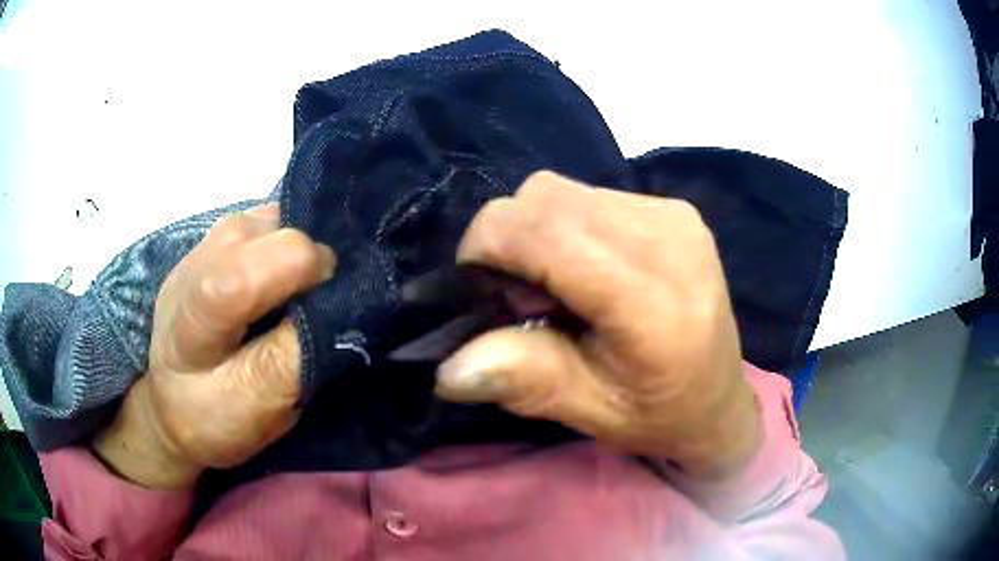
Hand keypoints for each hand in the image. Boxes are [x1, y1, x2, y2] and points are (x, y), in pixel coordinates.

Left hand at [93, 204, 335, 487]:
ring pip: (271, 219)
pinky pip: (263, 225)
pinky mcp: (210, 242)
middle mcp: (197, 260)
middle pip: (272, 230)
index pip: (263, 263)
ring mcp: (202, 244)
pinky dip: (284, 247)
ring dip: (296, 253)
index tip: (333, 301)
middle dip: (308, 261)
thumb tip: (345, 303)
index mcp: (198, 312)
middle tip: (315, 306)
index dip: (309, 271)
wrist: (170, 404)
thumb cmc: (212, 417)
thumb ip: (296, 355)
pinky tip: (278, 280)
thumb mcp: (259, 405)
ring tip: (295, 295)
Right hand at [436, 172, 758, 478]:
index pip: (542, 230)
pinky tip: (588, 269)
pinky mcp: (672, 209)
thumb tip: (448, 368)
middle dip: (508, 241)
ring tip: (558, 286)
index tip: (480, 292)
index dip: (486, 248)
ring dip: (537, 233)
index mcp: (651, 300)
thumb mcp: (590, 411)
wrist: (718, 401)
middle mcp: (666, 237)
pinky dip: (566, 226)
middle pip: (543, 198)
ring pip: (560, 191)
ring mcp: (672, 214)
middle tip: (522, 298)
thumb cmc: (657, 416)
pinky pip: (588, 196)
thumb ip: (526, 380)